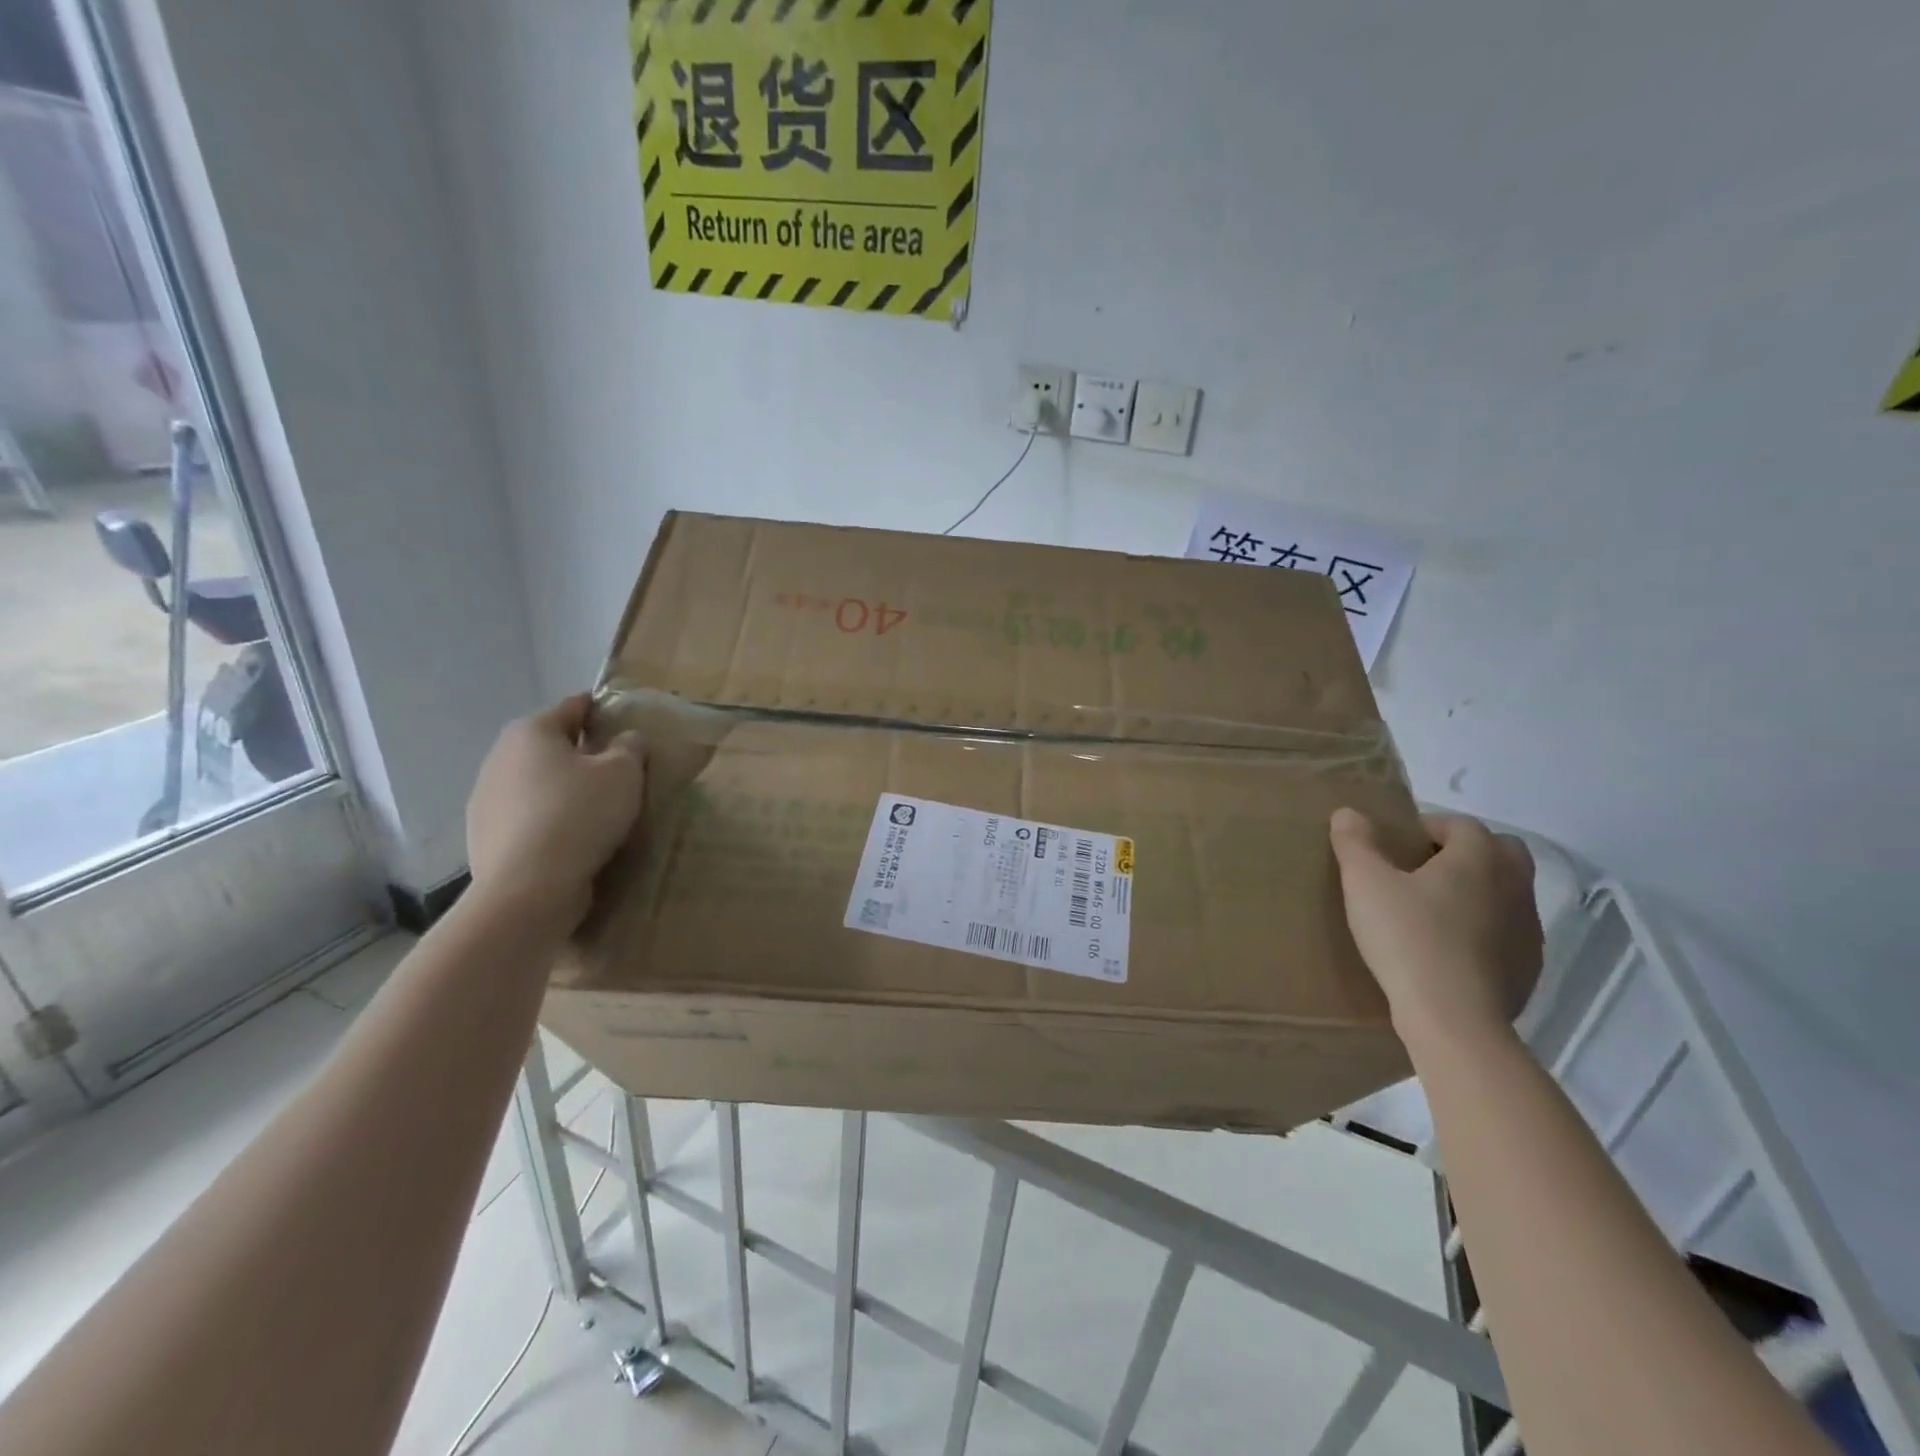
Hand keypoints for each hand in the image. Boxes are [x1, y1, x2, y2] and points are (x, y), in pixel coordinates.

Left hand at [467, 695, 644, 929]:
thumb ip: (630, 747)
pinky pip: (527, 817)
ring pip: (537, 783)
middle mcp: (499, 756)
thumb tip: (627, 739)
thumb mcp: (624, 773)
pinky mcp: (484, 836)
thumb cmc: (580, 814)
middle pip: (552, 746)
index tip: (627, 726)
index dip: (603, 711)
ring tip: (597, 812)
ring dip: (563, 790)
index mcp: (532, 731)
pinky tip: (572, 840)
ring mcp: (485, 799)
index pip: (574, 707)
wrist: (529, 888)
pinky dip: (548, 821)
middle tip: (618, 774)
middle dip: (583, 754)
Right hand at [1330, 809, 1542, 1047]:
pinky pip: (1507, 932)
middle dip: (1465, 853)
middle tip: (1422, 871)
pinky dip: (1484, 930)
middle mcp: (1514, 884)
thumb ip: (1355, 843)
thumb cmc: (1408, 938)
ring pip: (1507, 892)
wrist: (1454, 1018)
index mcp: (1479, 857)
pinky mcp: (1529, 966)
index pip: (1460, 824)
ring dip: (1477, 891)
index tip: (1396, 847)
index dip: (1428, 828)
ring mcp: (1529, 928)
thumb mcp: (1364, 883)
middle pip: (1501, 851)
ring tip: (1432, 912)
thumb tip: (1348, 813)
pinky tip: (1449, 950)